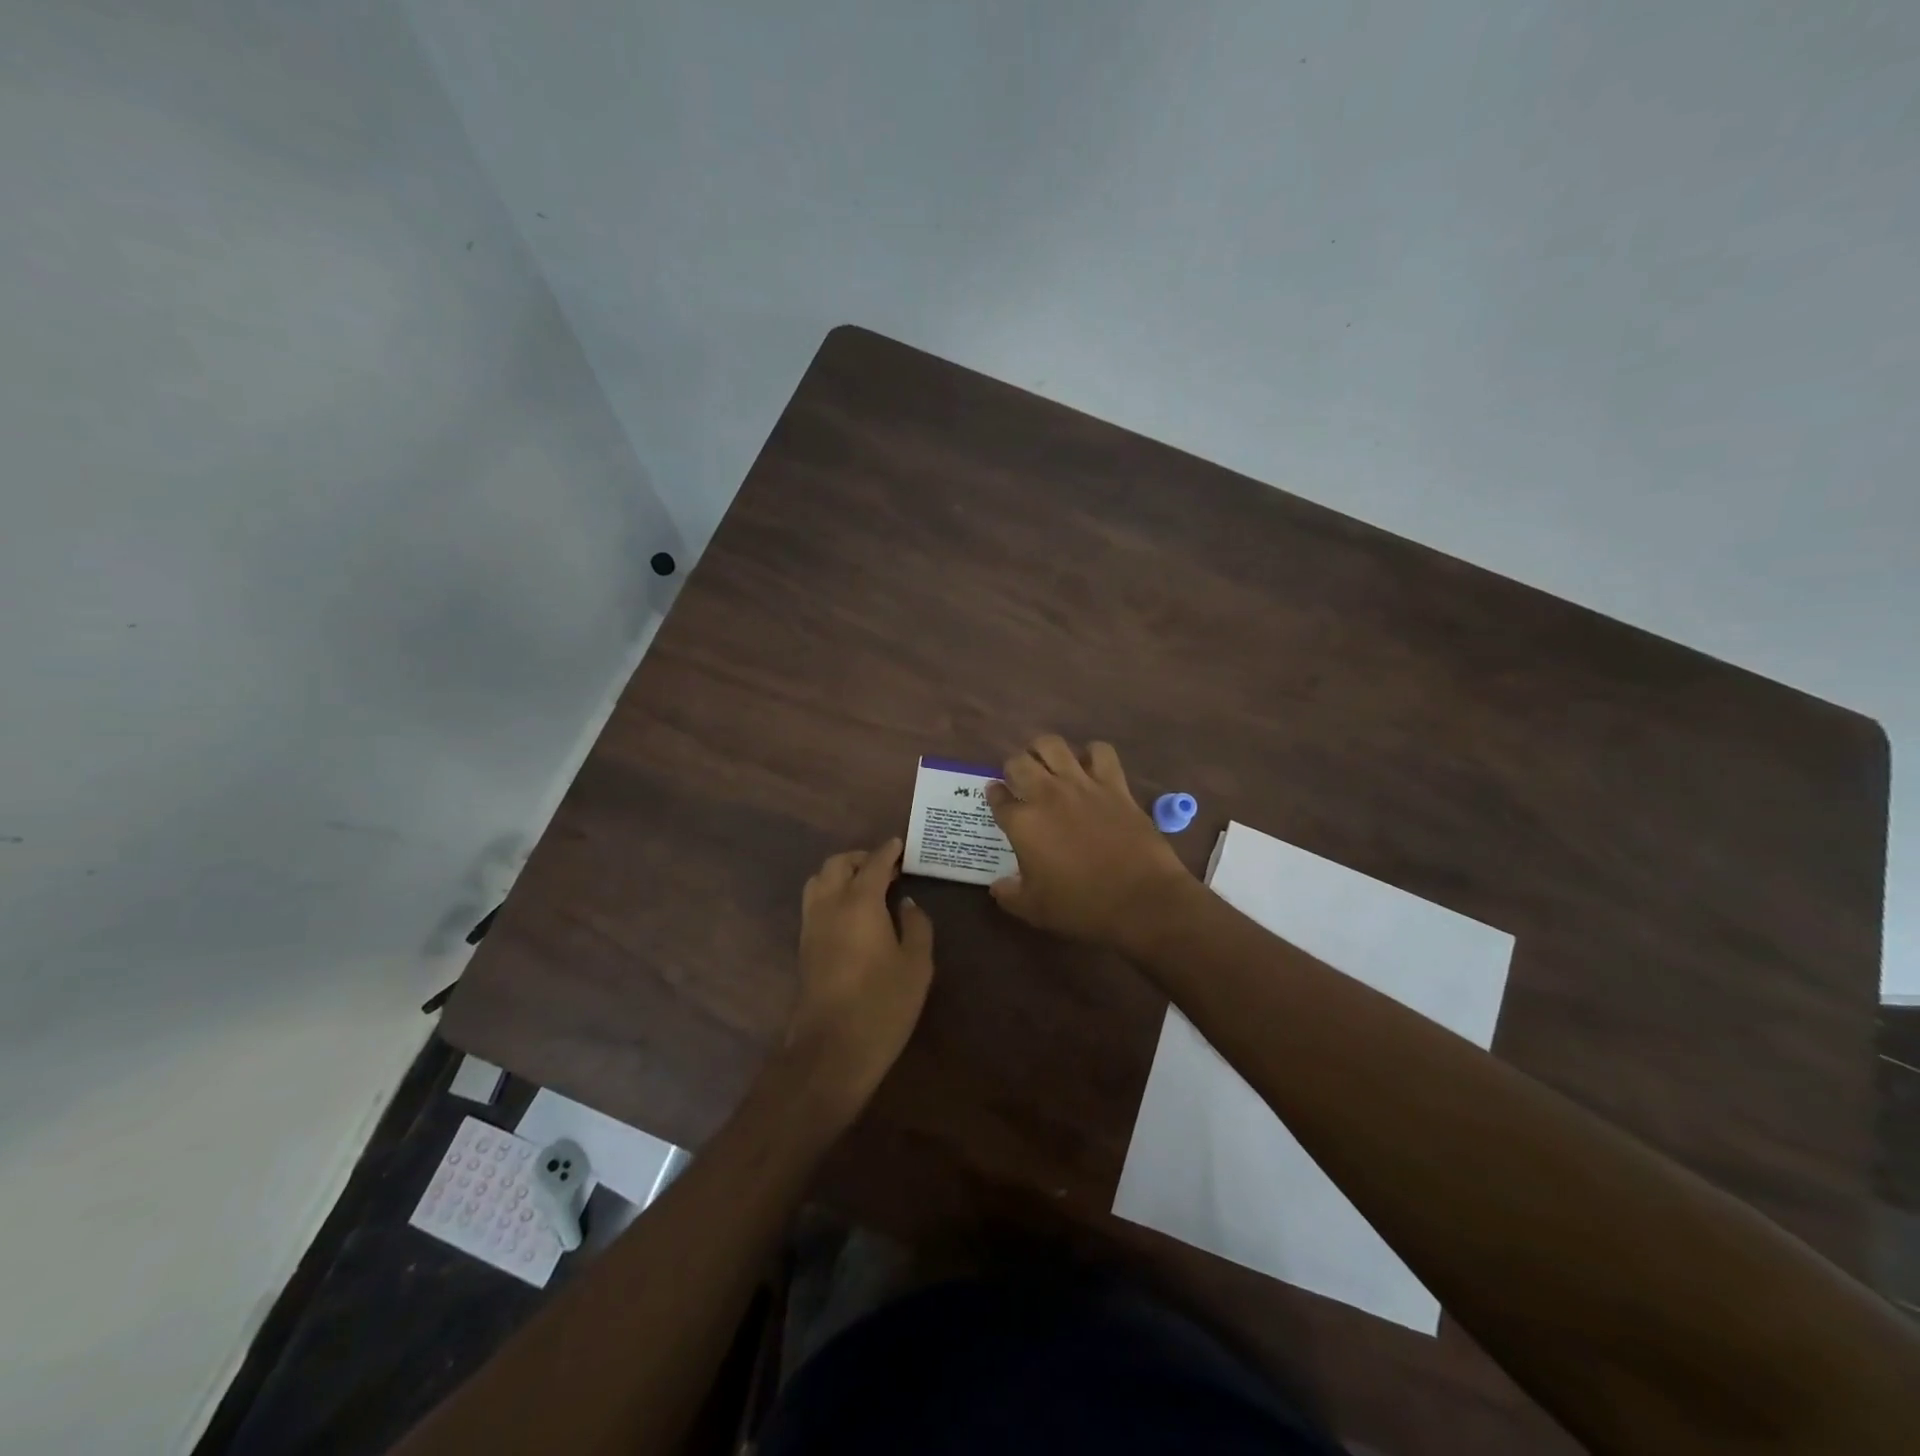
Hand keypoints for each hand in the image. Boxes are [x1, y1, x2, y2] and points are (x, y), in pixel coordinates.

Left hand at [783, 839, 934, 1118]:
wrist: (831, 1049)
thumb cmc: (882, 1004)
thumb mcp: (916, 965)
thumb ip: (916, 926)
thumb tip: (908, 903)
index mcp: (860, 901)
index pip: (874, 863)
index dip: (889, 851)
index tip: (901, 846)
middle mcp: (829, 904)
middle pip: (838, 864)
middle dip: (862, 858)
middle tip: (887, 867)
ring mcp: (811, 925)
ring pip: (820, 880)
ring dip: (841, 873)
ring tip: (866, 886)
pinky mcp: (803, 946)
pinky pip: (814, 902)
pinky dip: (831, 892)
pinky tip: (851, 912)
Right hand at [985, 736, 1196, 950]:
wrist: (1140, 899)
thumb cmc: (1082, 906)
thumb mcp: (1034, 910)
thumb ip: (1009, 894)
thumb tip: (998, 886)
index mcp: (1023, 823)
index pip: (997, 798)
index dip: (994, 795)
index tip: (996, 796)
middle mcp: (1047, 794)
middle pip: (1019, 762)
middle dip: (1013, 767)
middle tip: (1019, 780)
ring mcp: (1082, 785)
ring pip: (1053, 745)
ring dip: (1043, 750)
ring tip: (1046, 762)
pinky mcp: (1114, 784)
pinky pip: (1101, 752)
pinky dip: (1092, 753)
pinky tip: (1089, 765)